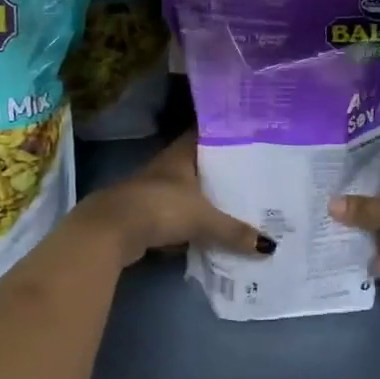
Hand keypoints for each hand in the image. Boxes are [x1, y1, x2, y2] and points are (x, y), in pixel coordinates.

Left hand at [81, 133, 272, 268]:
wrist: (110, 231)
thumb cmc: (158, 208)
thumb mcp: (202, 219)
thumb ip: (233, 231)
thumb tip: (270, 246)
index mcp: (180, 154)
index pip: (206, 133)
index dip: (225, 132)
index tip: (249, 134)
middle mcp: (166, 167)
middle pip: (198, 164)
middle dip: (220, 170)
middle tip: (252, 174)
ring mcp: (153, 191)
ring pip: (187, 191)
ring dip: (205, 198)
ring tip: (237, 203)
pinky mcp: (145, 215)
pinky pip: (176, 215)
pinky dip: (190, 223)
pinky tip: (208, 232)